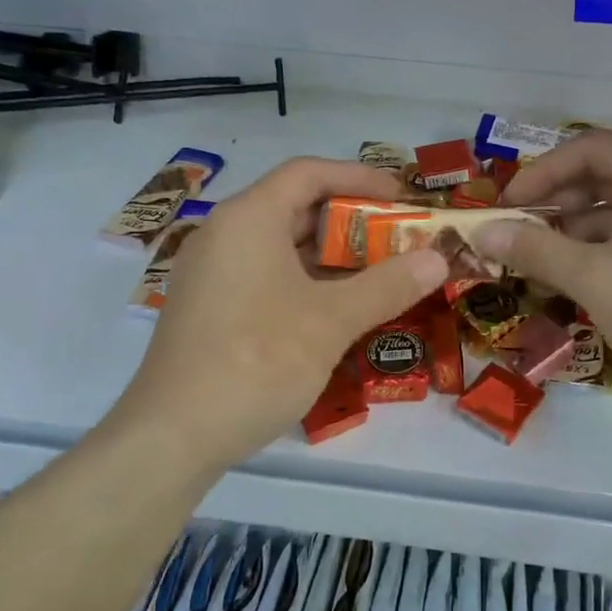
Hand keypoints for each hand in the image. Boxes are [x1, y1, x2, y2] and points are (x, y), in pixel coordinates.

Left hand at [117, 158, 447, 470]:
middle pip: (296, 208)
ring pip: (282, 247)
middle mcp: (224, 235)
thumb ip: (388, 285)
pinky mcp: (210, 310)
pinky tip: (339, 310)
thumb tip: (438, 260)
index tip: (403, 196)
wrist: (173, 437)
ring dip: (332, 257)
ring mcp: (213, 275)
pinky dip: (306, 282)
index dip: (360, 178)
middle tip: (400, 239)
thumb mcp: (331, 321)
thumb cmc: (257, 361)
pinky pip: (266, 277)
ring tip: (381, 274)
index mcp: (248, 219)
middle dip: (352, 222)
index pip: (309, 173)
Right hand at [474, 130, 611, 414]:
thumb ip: (535, 248)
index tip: (507, 204)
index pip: (591, 148)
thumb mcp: (593, 277)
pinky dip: (603, 247)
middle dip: (557, 201)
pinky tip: (574, 275)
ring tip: (538, 258)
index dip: (541, 172)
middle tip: (519, 231)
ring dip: (576, 228)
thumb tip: (482, 232)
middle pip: (607, 174)